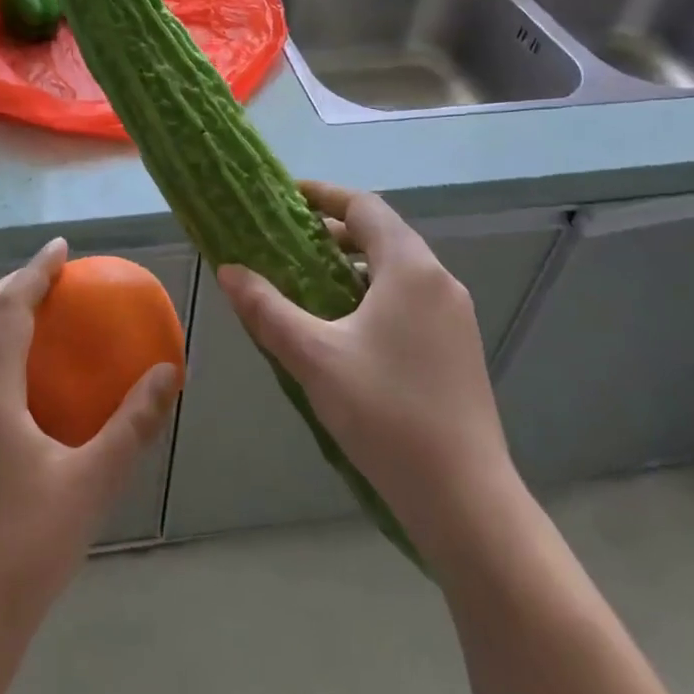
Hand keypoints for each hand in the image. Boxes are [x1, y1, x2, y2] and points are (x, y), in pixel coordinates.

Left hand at [0, 239, 179, 649]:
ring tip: (41, 319)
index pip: (9, 309)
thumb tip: (168, 373)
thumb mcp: (91, 484)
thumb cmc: (24, 550)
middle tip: (51, 278)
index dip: (34, 271)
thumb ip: (132, 424)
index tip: (62, 248)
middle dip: (10, 286)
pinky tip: (27, 383)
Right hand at [216, 182, 517, 541]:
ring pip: (396, 270)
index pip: (364, 207)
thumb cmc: (385, 413)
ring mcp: (454, 316)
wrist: (464, 498)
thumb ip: (267, 309)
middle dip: (333, 232)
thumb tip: (229, 270)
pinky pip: (408, 299)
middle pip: (382, 234)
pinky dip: (372, 294)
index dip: (324, 195)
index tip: (286, 196)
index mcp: (410, 269)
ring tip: (306, 282)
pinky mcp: (457, 347)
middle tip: (285, 241)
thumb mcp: (313, 356)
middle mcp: (439, 281)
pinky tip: (342, 327)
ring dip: (352, 265)